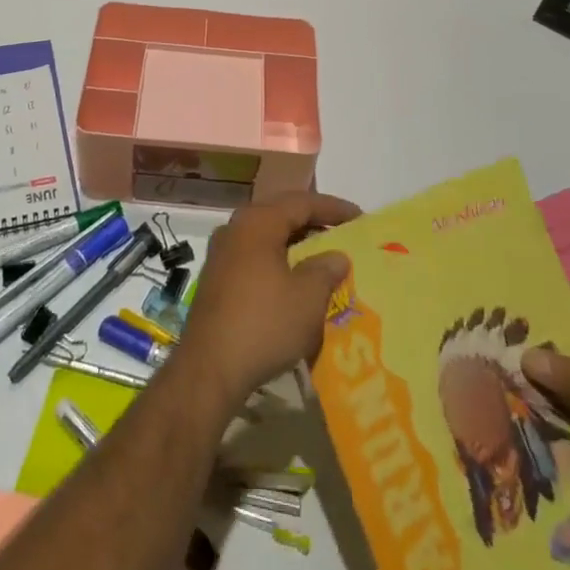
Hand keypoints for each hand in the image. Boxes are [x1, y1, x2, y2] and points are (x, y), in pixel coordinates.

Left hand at [173, 192, 360, 411]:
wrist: (209, 368)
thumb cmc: (264, 324)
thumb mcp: (307, 298)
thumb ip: (325, 269)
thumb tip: (336, 255)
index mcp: (257, 222)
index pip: (300, 202)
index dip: (332, 208)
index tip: (360, 217)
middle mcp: (235, 229)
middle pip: (280, 215)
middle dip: (312, 223)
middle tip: (342, 234)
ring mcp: (222, 254)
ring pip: (266, 237)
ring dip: (295, 244)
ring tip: (322, 258)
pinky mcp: (217, 280)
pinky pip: (255, 258)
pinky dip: (278, 262)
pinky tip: (293, 282)